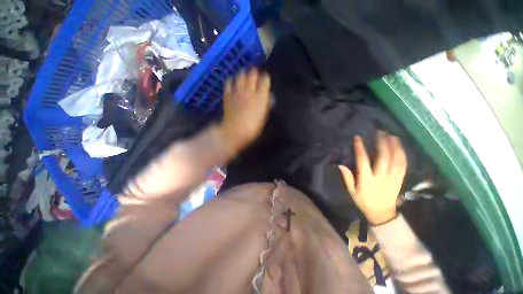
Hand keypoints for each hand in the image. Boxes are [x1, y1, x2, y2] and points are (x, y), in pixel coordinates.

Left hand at [220, 68, 270, 154]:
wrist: (234, 131)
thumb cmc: (253, 127)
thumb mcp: (264, 117)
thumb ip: (267, 105)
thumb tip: (269, 97)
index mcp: (260, 96)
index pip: (265, 80)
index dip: (266, 78)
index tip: (266, 79)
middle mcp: (249, 90)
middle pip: (252, 74)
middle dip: (255, 73)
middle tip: (256, 75)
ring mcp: (237, 91)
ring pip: (241, 75)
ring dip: (244, 74)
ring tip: (245, 75)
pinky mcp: (228, 94)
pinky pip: (229, 82)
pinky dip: (232, 80)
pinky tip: (233, 82)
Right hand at [339, 131, 406, 224]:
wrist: (382, 214)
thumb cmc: (364, 201)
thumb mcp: (352, 192)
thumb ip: (348, 178)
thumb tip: (341, 165)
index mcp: (367, 180)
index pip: (363, 161)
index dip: (360, 149)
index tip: (358, 138)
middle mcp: (381, 178)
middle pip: (384, 158)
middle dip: (382, 144)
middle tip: (380, 132)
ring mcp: (393, 179)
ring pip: (396, 161)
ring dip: (395, 147)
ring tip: (393, 136)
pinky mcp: (400, 180)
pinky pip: (403, 166)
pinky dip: (402, 156)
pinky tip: (400, 148)